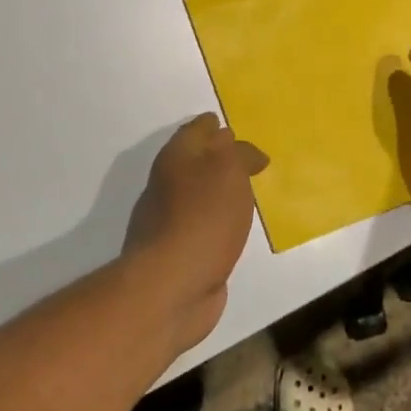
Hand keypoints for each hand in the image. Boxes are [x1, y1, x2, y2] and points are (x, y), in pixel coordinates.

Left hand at [125, 114, 267, 349]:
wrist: (172, 286)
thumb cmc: (203, 219)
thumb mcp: (228, 171)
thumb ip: (236, 153)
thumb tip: (237, 146)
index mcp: (175, 160)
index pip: (194, 132)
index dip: (210, 126)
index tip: (225, 124)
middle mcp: (166, 187)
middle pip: (192, 163)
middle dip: (214, 158)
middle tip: (242, 157)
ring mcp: (168, 224)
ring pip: (197, 197)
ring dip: (217, 192)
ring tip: (244, 191)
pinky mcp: (179, 255)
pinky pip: (203, 228)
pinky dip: (217, 223)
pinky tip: (232, 228)